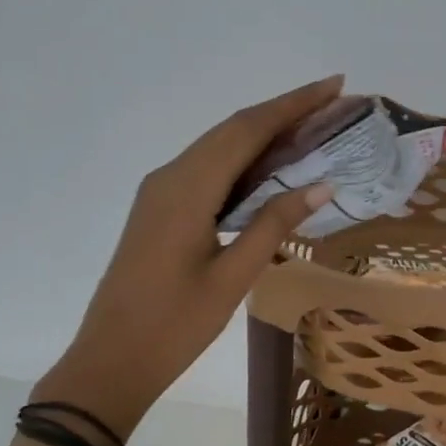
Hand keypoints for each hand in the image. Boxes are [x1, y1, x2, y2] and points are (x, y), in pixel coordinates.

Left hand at [32, 76, 344, 437]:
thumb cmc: (174, 326)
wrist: (110, 360)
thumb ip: (274, 225)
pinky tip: (270, 171)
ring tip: (312, 132)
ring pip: (218, 148)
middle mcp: (170, 177)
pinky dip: (243, 162)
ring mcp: (160, 192)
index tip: (334, 86)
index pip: (247, 130)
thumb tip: (321, 185)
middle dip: (283, 113)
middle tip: (332, 106)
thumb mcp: (232, 278)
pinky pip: (206, 171)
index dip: (293, 105)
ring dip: (263, 136)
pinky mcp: (159, 209)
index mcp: (186, 188)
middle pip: (232, 131)